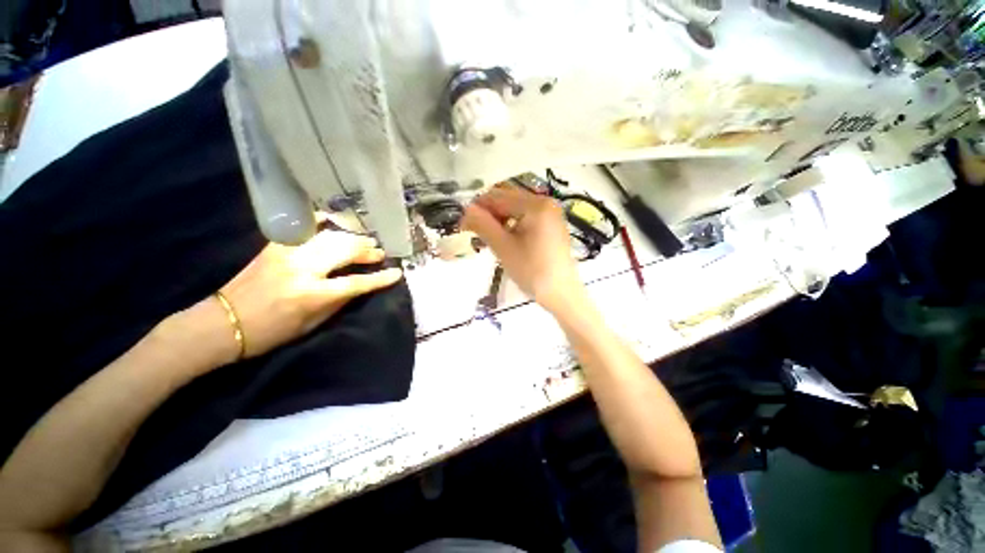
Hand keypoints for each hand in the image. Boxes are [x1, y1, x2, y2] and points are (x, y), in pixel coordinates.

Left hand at [214, 230, 402, 359]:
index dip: (380, 278)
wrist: (224, 323)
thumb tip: (359, 285)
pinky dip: (323, 223)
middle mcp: (302, 269)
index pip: (357, 282)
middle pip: (345, 251)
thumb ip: (338, 302)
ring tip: (365, 241)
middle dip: (367, 251)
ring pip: (330, 237)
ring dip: (352, 238)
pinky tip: (334, 222)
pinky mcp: (275, 246)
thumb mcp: (312, 324)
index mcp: (312, 295)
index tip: (397, 272)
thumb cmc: (272, 332)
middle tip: (379, 252)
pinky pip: (305, 228)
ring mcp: (287, 253)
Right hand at [462, 184, 586, 315]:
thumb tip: (466, 209)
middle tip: (474, 232)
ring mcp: (551, 213)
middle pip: (508, 199)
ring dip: (499, 218)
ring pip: (517, 208)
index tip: (462, 224)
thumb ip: (483, 225)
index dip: (477, 208)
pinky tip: (505, 238)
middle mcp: (546, 202)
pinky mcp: (552, 225)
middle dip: (489, 213)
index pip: (498, 197)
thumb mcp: (503, 248)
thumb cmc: (532, 271)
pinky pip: (527, 217)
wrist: (562, 294)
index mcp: (536, 205)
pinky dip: (512, 223)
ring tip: (489, 237)